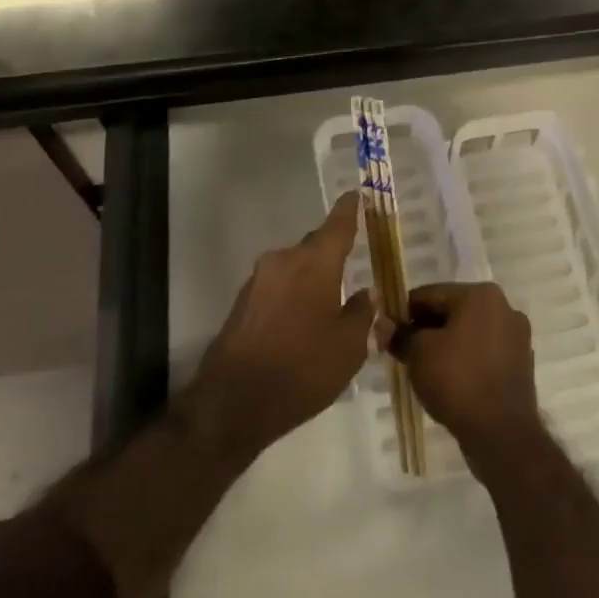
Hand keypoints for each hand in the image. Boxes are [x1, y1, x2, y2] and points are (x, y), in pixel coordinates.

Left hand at [188, 194, 374, 461]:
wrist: (232, 403)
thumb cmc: (302, 370)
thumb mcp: (349, 348)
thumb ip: (362, 314)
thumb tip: (366, 295)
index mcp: (316, 263)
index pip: (338, 225)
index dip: (349, 209)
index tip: (356, 194)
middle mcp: (285, 261)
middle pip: (314, 246)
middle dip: (332, 251)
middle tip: (351, 260)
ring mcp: (259, 280)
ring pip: (294, 267)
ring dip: (311, 277)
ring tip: (329, 301)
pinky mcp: (242, 302)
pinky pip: (277, 287)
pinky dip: (293, 295)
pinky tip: (301, 321)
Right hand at [386, 282, 540, 476]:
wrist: (501, 434)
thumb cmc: (457, 381)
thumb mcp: (419, 354)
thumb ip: (400, 335)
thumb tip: (384, 326)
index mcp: (481, 294)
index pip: (431, 294)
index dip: (404, 312)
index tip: (387, 331)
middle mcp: (503, 307)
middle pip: (452, 311)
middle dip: (426, 329)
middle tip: (403, 351)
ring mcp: (516, 336)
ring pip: (468, 332)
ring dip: (445, 344)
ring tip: (423, 368)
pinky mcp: (520, 363)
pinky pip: (483, 352)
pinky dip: (465, 360)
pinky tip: (448, 381)